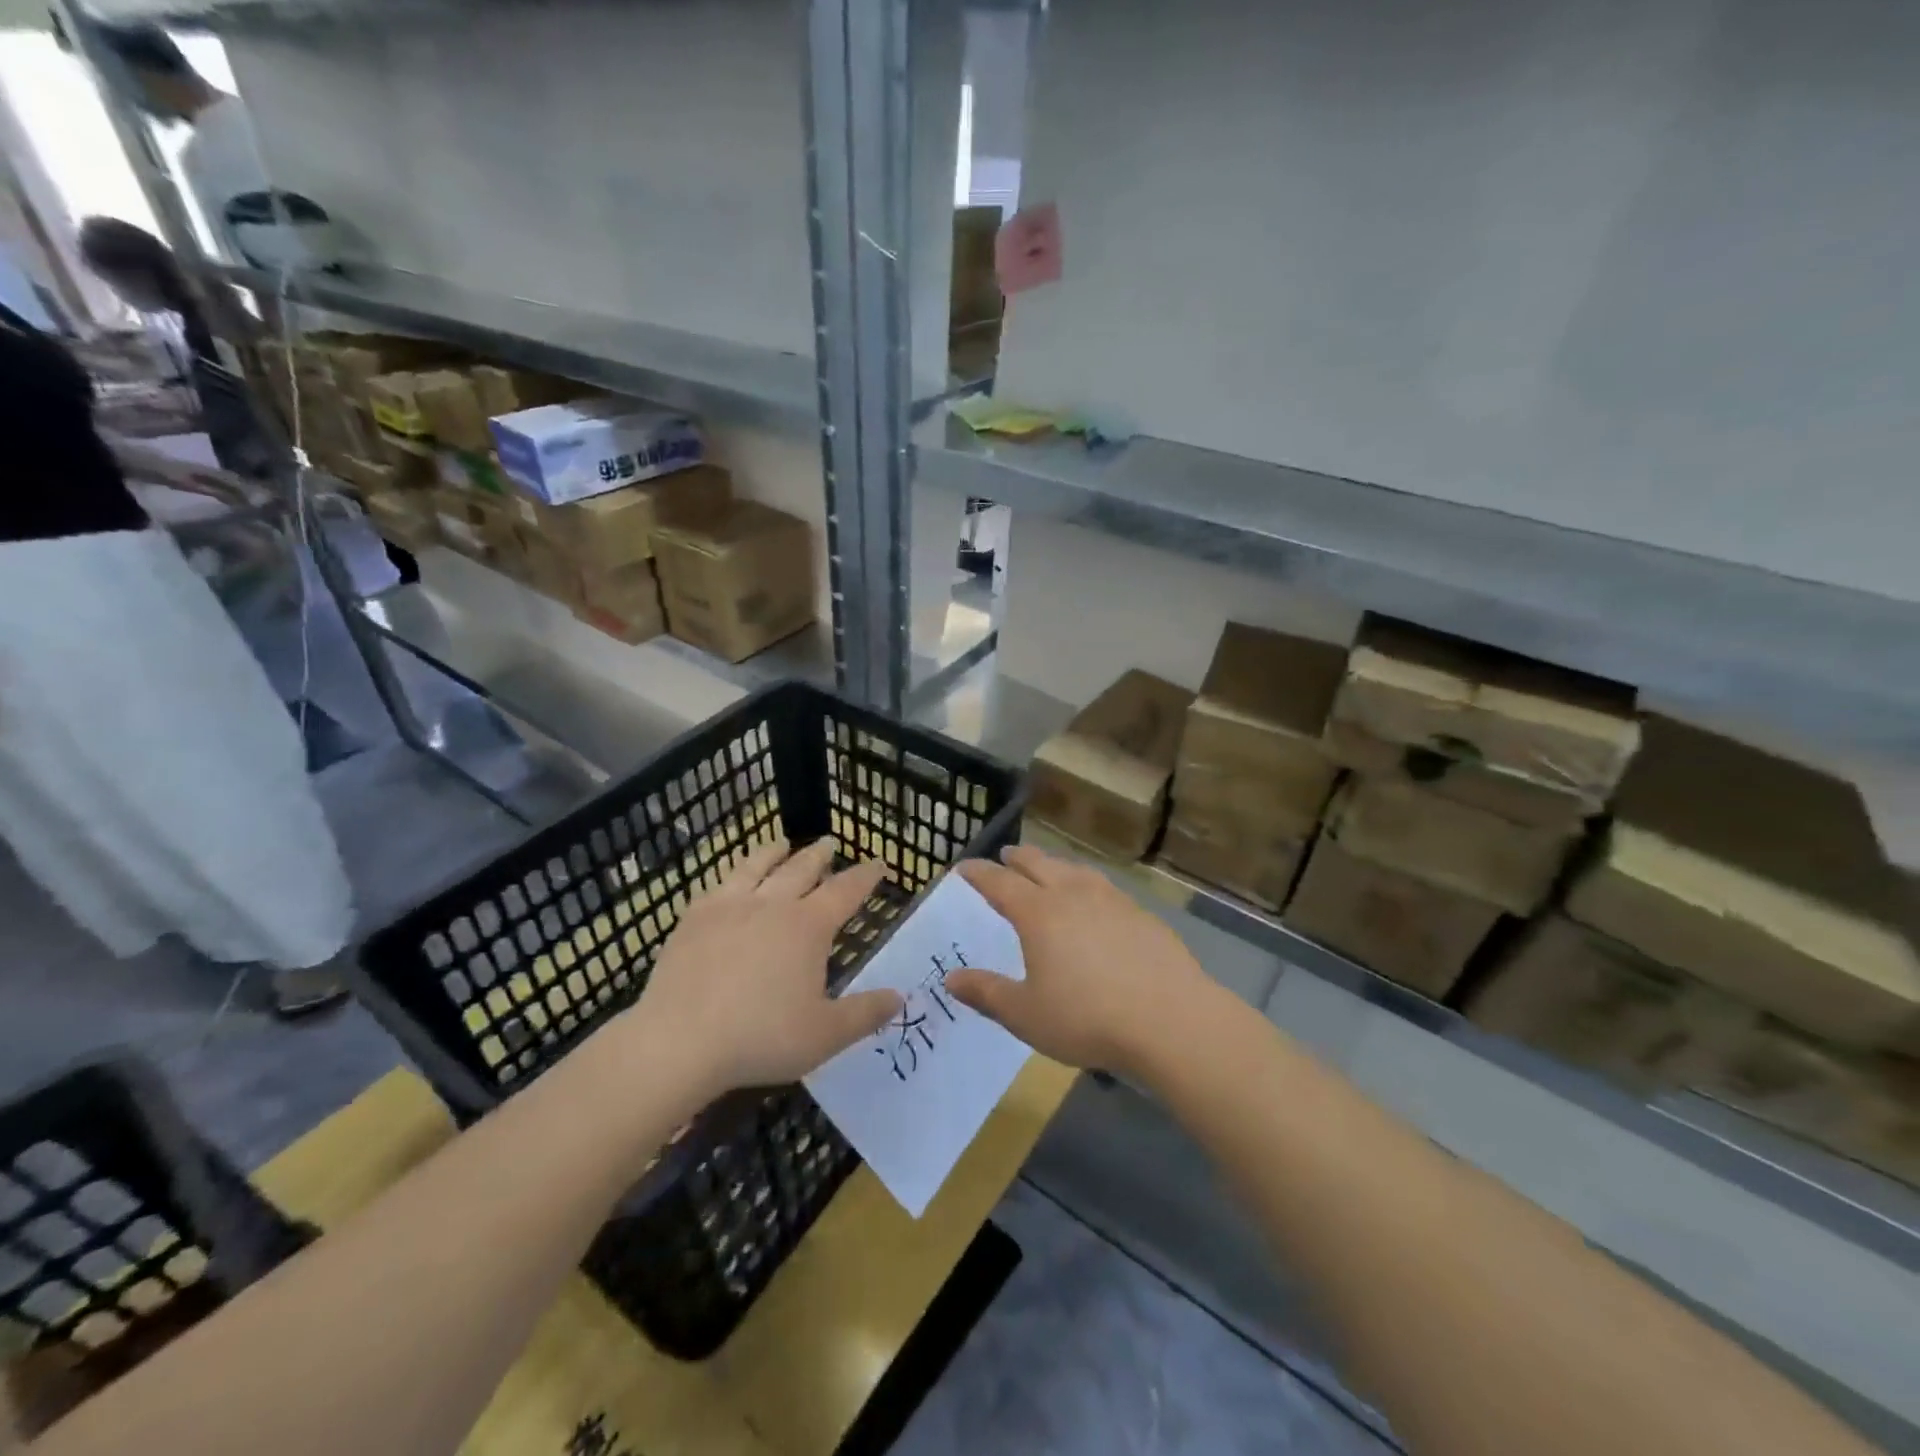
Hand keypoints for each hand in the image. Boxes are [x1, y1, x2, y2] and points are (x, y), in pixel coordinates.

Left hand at [628, 838, 902, 1097]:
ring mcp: (729, 906)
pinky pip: (719, 885)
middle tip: (830, 843)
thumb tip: (900, 996)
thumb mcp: (825, 1035)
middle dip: (820, 855)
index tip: (878, 863)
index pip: (845, 890)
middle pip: (801, 868)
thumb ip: (865, 1013)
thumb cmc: (761, 1037)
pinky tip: (729, 882)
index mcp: (808, 926)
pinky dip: (733, 875)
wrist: (678, 1041)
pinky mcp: (693, 918)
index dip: (865, 876)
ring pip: (757, 866)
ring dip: (774, 852)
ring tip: (782, 843)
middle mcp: (772, 904)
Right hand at [946, 845, 1214, 1076]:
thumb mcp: (1026, 1014)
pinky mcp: (1141, 914)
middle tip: (1004, 856)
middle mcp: (1072, 894)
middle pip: (1039, 864)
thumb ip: (986, 993)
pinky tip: (1095, 902)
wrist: (1170, 1019)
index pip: (999, 882)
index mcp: (1038, 913)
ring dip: (1054, 865)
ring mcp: (1111, 900)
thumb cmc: (1087, 1017)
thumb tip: (951, 979)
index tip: (964, 867)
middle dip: (1017, 858)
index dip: (979, 873)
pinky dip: (1087, 885)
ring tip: (1049, 870)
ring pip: (1075, 870)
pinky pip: (1104, 887)